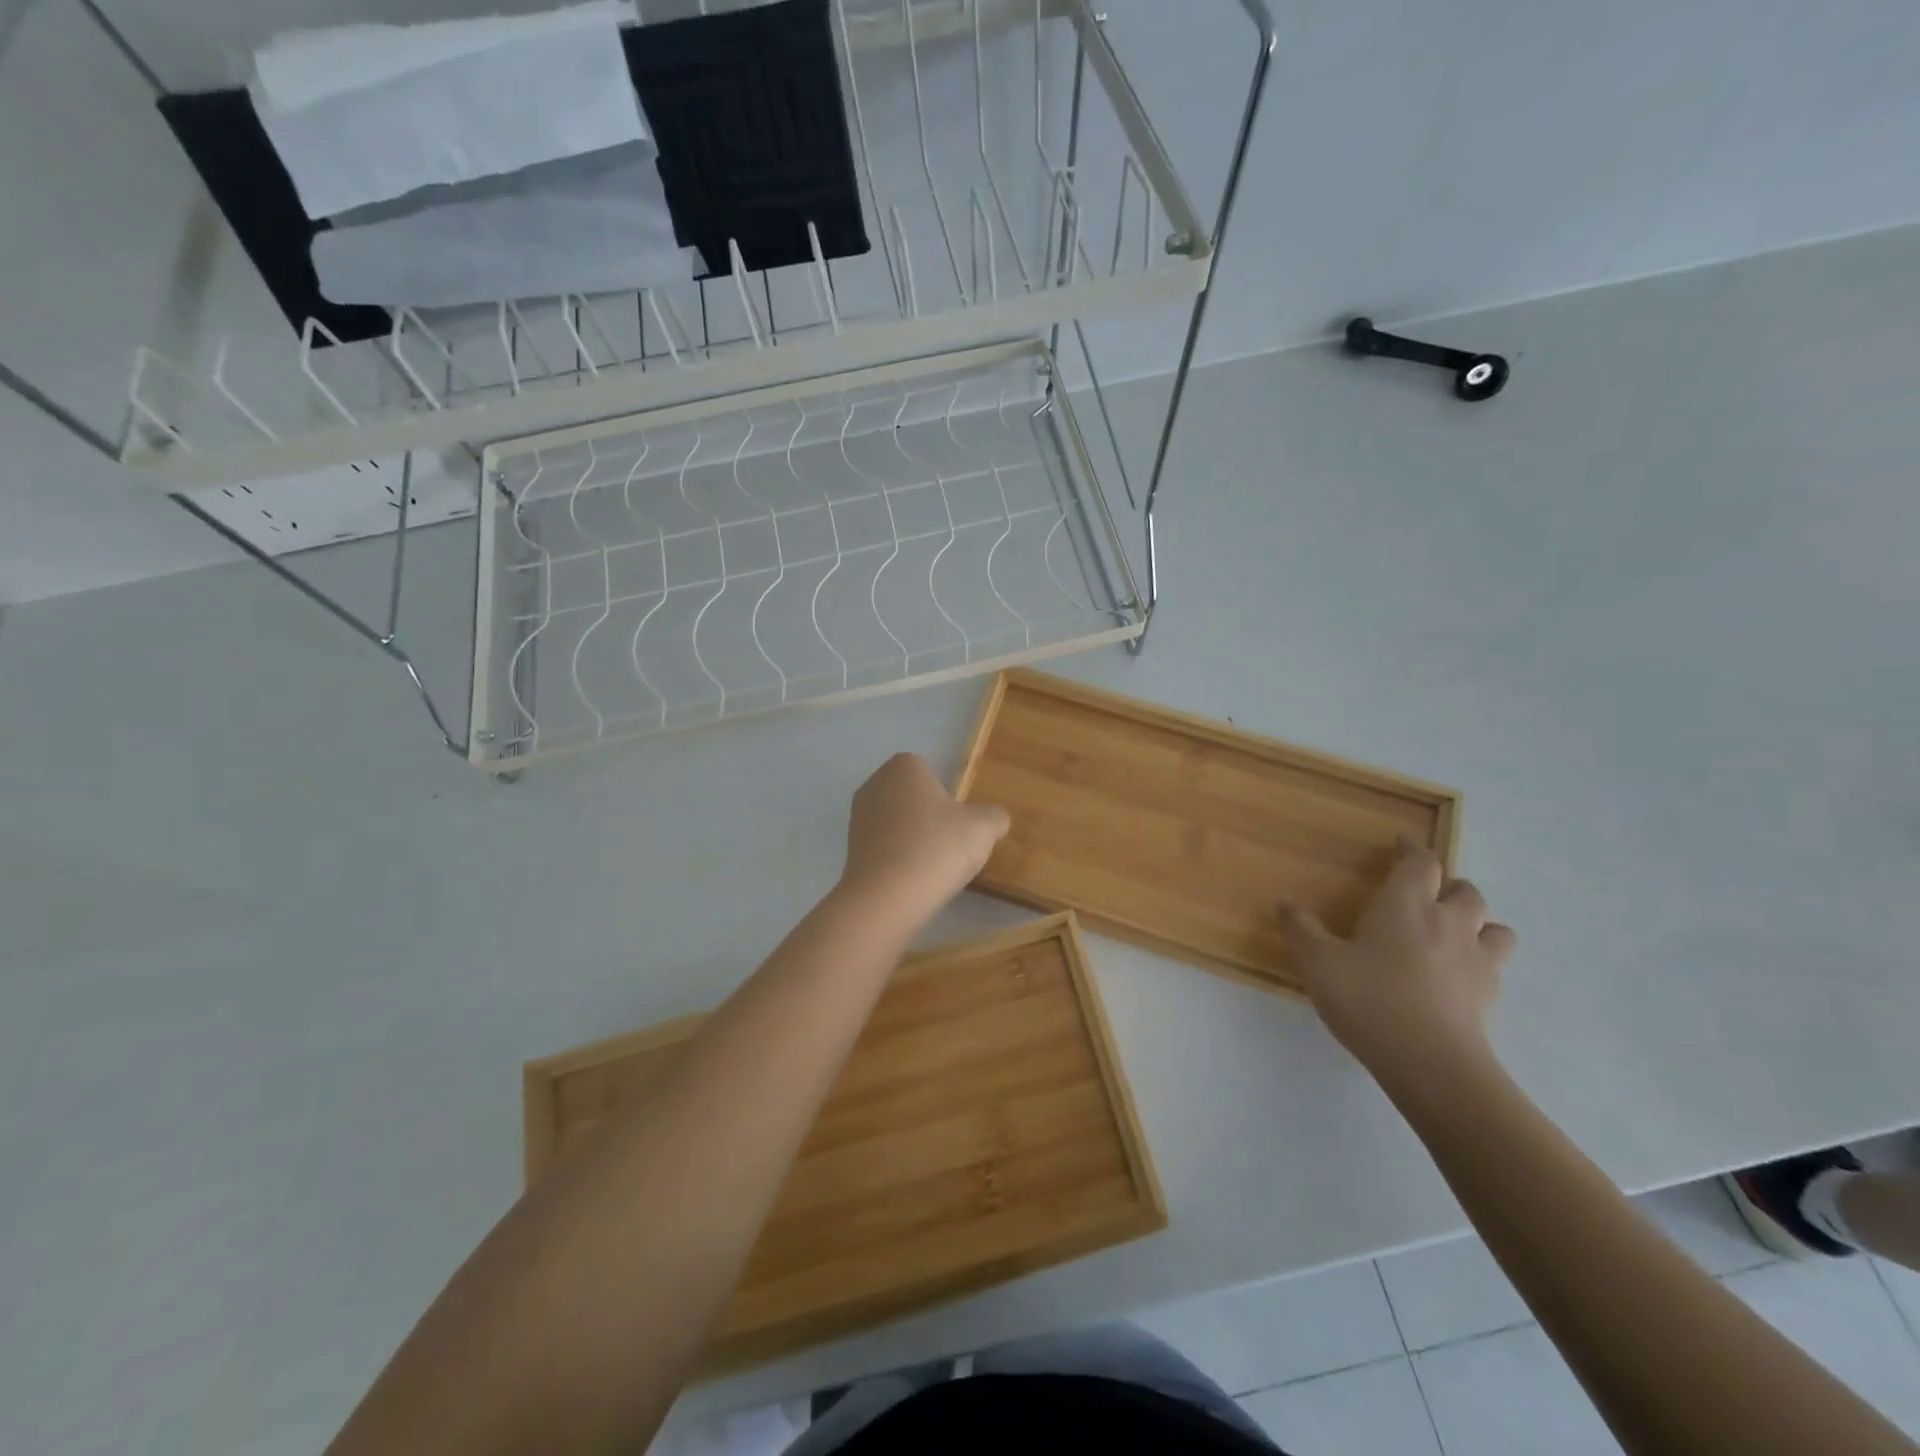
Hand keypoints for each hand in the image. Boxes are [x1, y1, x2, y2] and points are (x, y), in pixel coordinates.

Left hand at [838, 754, 1010, 929]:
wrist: (886, 898)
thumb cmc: (937, 848)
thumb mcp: (983, 828)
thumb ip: (994, 816)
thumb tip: (994, 818)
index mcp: (903, 766)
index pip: (930, 771)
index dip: (949, 796)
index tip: (960, 822)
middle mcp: (874, 784)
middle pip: (913, 797)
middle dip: (930, 817)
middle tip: (951, 844)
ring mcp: (857, 817)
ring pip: (898, 823)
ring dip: (914, 839)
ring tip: (934, 866)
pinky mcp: (850, 850)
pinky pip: (885, 847)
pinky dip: (899, 859)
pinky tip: (913, 880)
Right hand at [1281, 838, 1516, 1094]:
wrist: (1430, 1063)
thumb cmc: (1369, 999)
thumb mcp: (1318, 963)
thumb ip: (1301, 930)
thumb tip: (1286, 904)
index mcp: (1406, 904)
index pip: (1420, 862)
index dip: (1412, 850)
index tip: (1400, 845)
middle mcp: (1448, 922)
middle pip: (1465, 889)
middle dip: (1447, 886)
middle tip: (1424, 895)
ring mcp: (1476, 959)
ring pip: (1494, 925)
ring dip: (1477, 922)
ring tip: (1453, 933)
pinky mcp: (1490, 995)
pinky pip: (1494, 964)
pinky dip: (1480, 960)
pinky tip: (1457, 976)